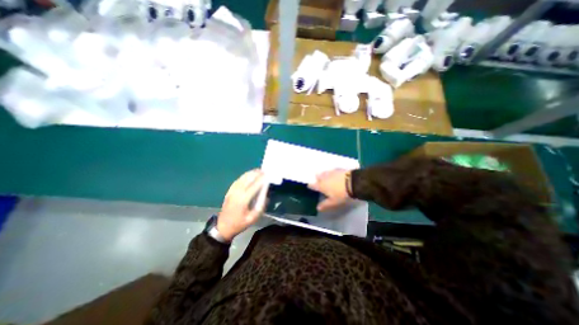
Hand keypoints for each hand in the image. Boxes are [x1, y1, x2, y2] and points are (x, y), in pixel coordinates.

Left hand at [216, 170, 264, 240]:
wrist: (223, 227)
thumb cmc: (239, 223)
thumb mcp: (253, 218)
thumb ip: (260, 207)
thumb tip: (266, 196)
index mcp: (243, 200)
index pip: (254, 186)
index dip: (261, 180)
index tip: (267, 175)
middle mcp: (237, 193)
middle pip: (247, 180)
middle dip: (256, 174)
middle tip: (264, 170)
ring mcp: (232, 191)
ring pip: (242, 178)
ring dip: (250, 173)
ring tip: (258, 170)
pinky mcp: (229, 191)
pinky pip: (237, 180)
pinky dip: (244, 176)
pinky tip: (248, 174)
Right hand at [307, 169, 352, 212]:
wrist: (353, 182)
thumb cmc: (341, 194)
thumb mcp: (333, 202)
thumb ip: (325, 204)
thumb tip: (317, 208)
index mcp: (321, 186)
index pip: (312, 185)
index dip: (310, 186)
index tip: (310, 186)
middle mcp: (324, 177)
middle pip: (317, 176)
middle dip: (317, 178)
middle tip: (320, 181)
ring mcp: (331, 172)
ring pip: (324, 172)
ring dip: (324, 174)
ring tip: (327, 178)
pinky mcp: (338, 168)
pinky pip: (332, 170)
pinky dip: (333, 172)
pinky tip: (336, 174)